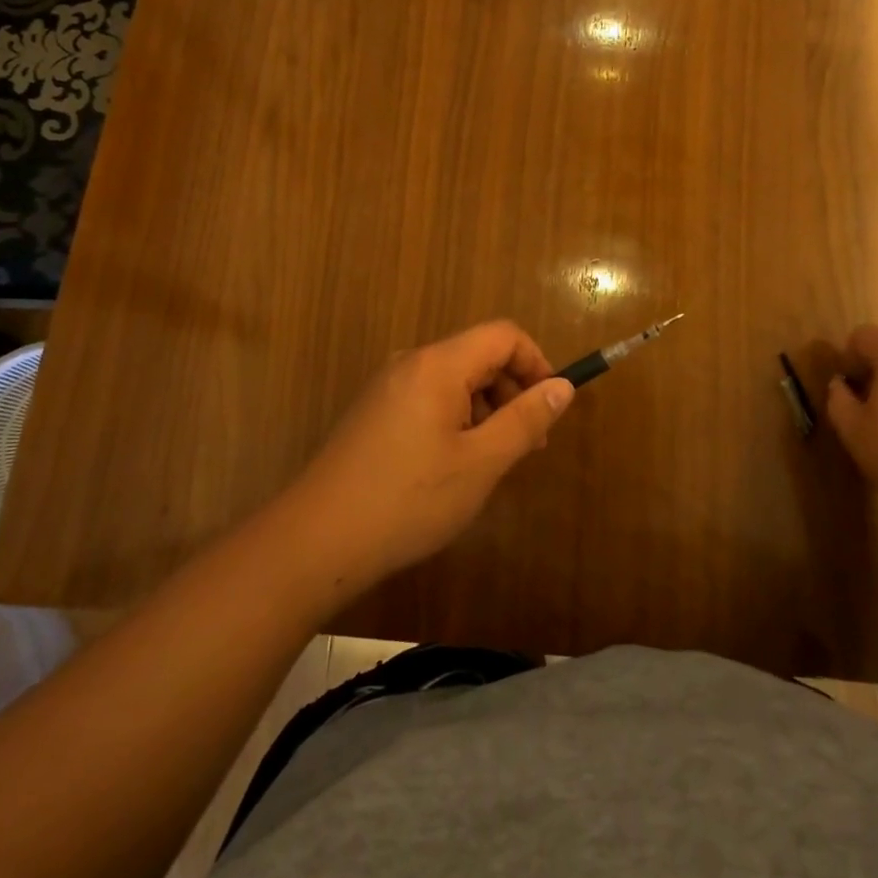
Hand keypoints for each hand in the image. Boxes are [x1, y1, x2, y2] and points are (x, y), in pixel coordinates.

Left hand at [286, 321, 574, 588]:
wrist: (315, 542)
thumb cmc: (409, 500)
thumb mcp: (481, 463)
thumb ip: (526, 420)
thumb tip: (562, 387)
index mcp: (438, 364)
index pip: (503, 335)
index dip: (536, 362)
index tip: (551, 407)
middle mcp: (411, 363)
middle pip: (478, 356)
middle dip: (513, 391)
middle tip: (529, 445)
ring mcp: (387, 387)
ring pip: (455, 380)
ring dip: (486, 410)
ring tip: (492, 462)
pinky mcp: (374, 413)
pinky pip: (429, 399)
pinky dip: (456, 420)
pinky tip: (453, 467)